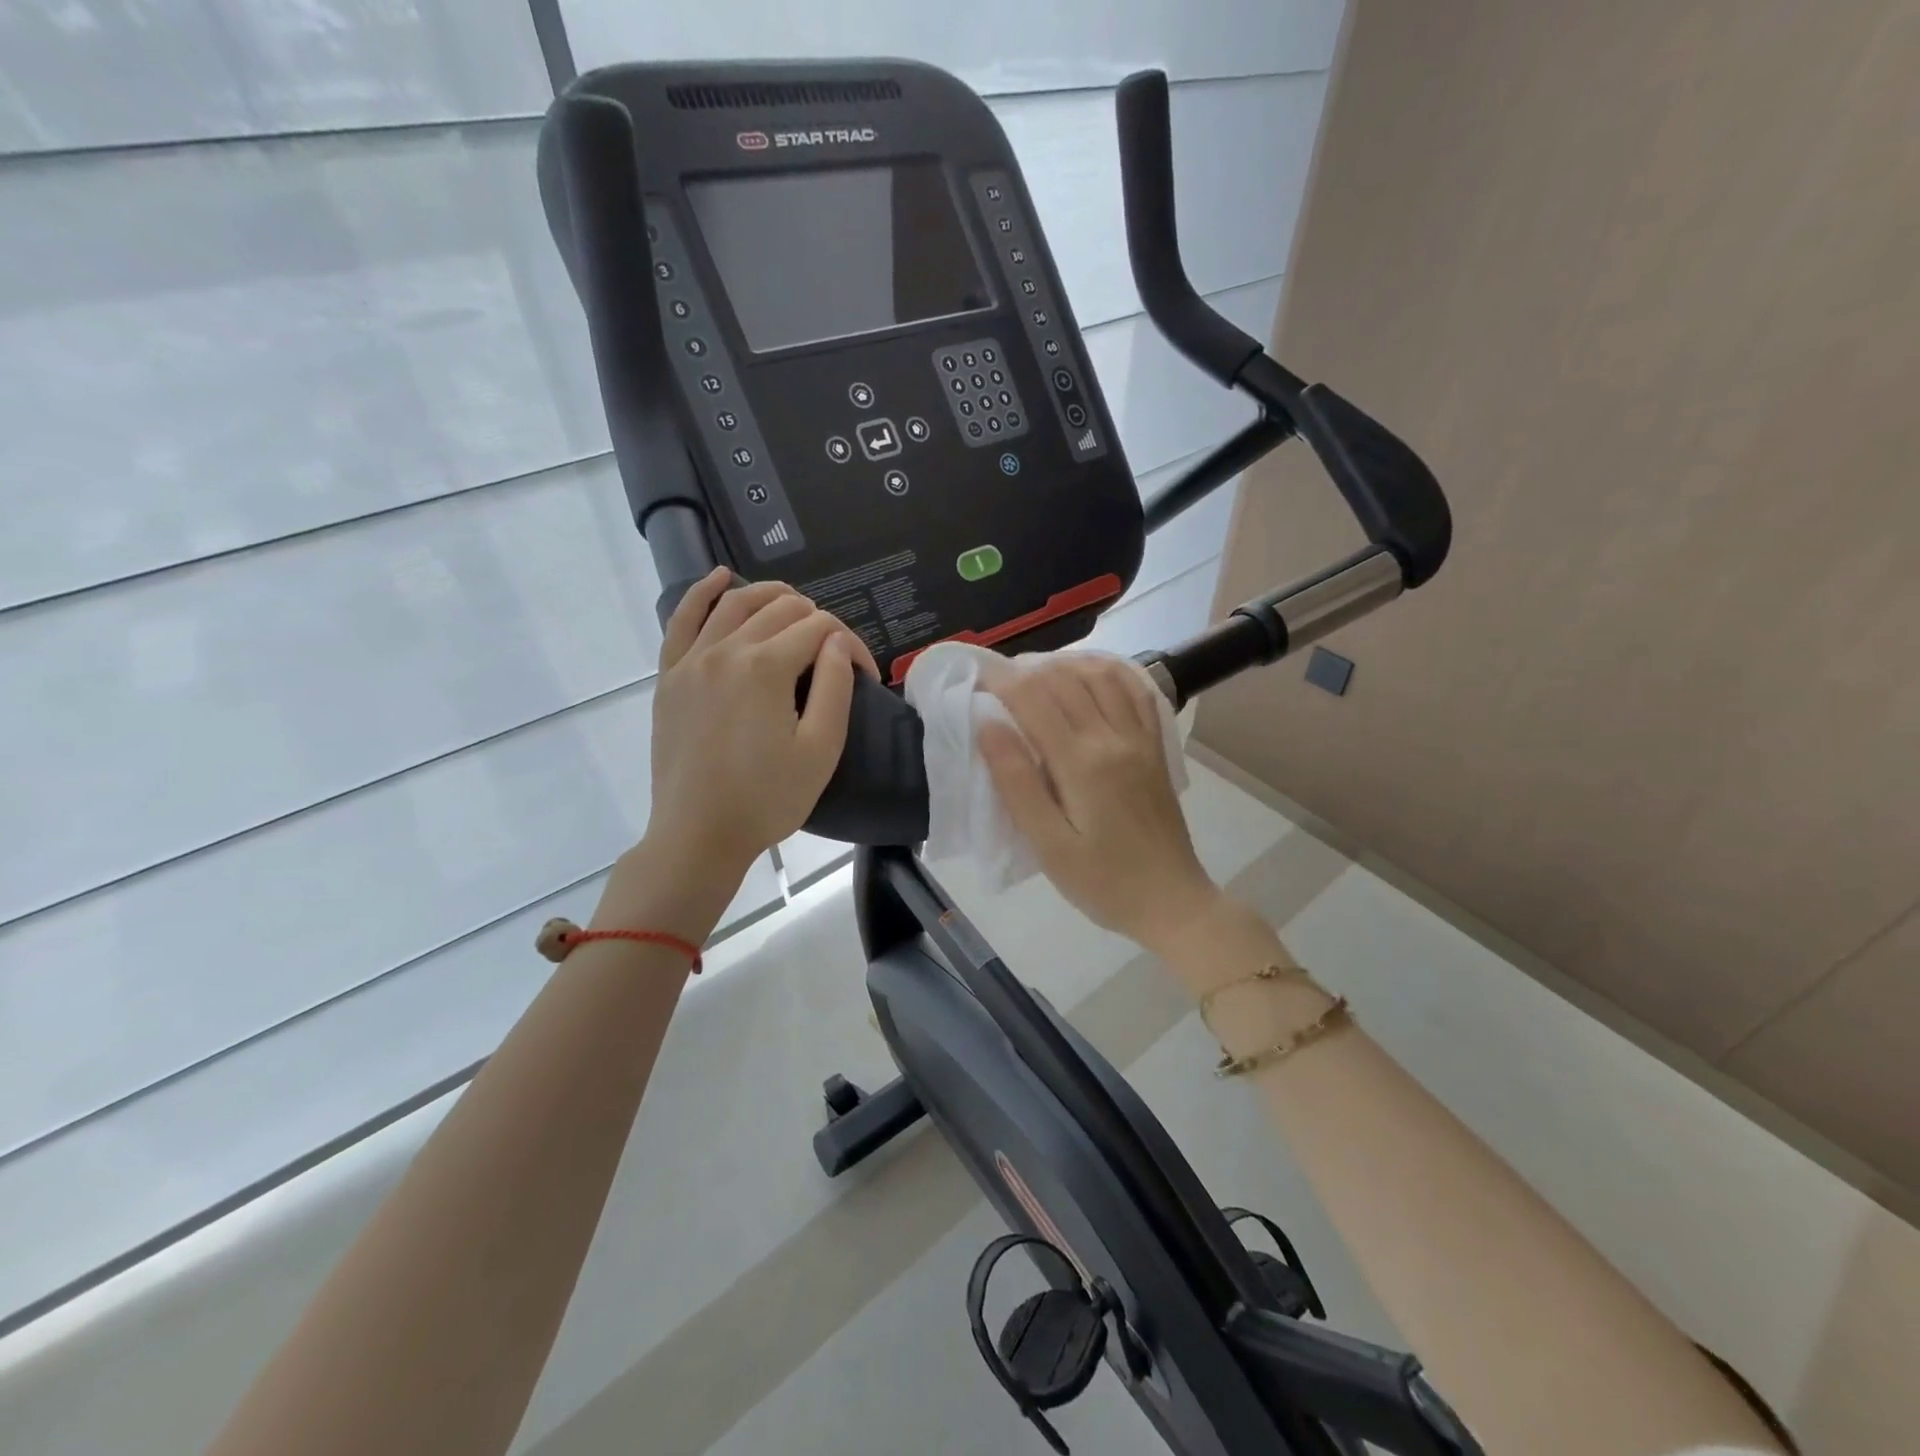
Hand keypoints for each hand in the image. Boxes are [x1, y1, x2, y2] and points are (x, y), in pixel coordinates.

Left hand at [645, 570, 876, 884]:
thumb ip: (836, 688)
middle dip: (818, 623)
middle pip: (781, 609)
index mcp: (767, 667)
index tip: (867, 679)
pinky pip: (682, 620)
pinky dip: (703, 593)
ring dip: (771, 596)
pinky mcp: (670, 676)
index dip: (852, 647)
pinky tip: (720, 578)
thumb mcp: (820, 750)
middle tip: (835, 658)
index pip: (821, 630)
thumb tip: (837, 644)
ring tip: (796, 607)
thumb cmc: (767, 799)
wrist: (698, 835)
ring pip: (736, 603)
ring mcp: (692, 660)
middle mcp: (727, 649)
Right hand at [980, 656, 1223, 953]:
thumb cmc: (1102, 883)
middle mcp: (1113, 737)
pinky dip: (1108, 671)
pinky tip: (1089, 674)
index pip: (1033, 698)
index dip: (999, 679)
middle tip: (996, 679)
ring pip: (1100, 675)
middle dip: (1025, 669)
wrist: (1172, 902)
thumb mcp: (1049, 845)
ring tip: (1035, 673)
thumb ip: (1017, 783)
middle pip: (1064, 679)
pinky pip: (1135, 690)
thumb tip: (988, 725)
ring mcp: (1140, 738)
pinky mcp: (1156, 746)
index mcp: (1081, 762)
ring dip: (1064, 664)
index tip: (974, 675)